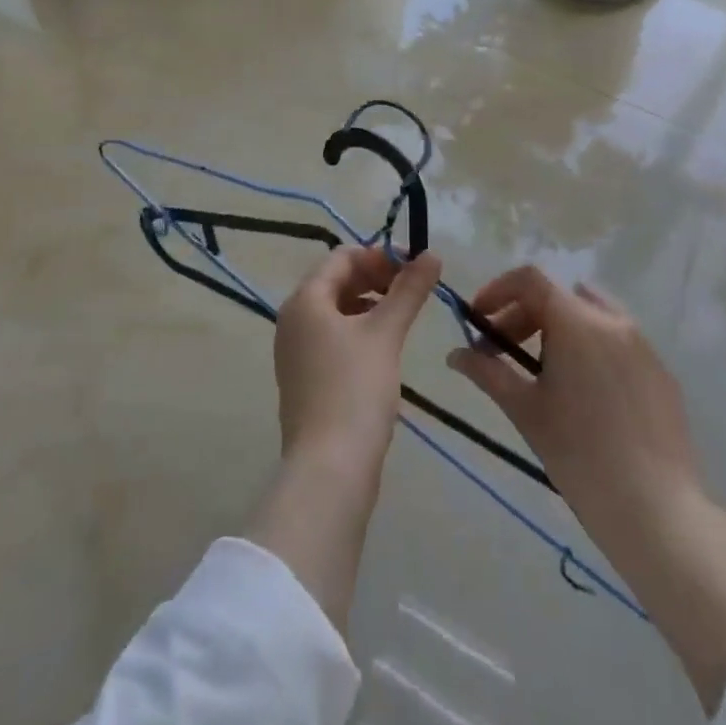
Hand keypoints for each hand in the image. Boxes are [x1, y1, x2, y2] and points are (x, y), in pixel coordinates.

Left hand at [250, 247, 440, 630]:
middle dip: (376, 279)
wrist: (329, 470)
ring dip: (369, 306)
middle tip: (413, 292)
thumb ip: (409, 290)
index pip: (342, 257)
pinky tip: (384, 350)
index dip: (379, 255)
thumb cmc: (355, 390)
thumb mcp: (386, 333)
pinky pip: (331, 339)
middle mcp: (292, 319)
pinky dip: (358, 333)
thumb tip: (432, 254)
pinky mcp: (303, 379)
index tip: (415, 267)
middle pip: (336, 282)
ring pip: (335, 312)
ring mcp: (294, 351)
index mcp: (305, 300)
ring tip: (403, 319)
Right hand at [446, 265, 700, 540]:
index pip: (530, 279)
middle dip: (521, 316)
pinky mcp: (661, 373)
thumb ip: (487, 373)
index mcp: (577, 322)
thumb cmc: (580, 455)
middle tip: (499, 351)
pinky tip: (583, 393)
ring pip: (590, 315)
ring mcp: (643, 346)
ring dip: (557, 328)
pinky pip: (617, 342)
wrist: (657, 512)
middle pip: (557, 297)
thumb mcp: (525, 410)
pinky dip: (590, 348)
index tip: (479, 319)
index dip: (497, 290)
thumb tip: (454, 355)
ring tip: (541, 369)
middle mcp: (613, 321)